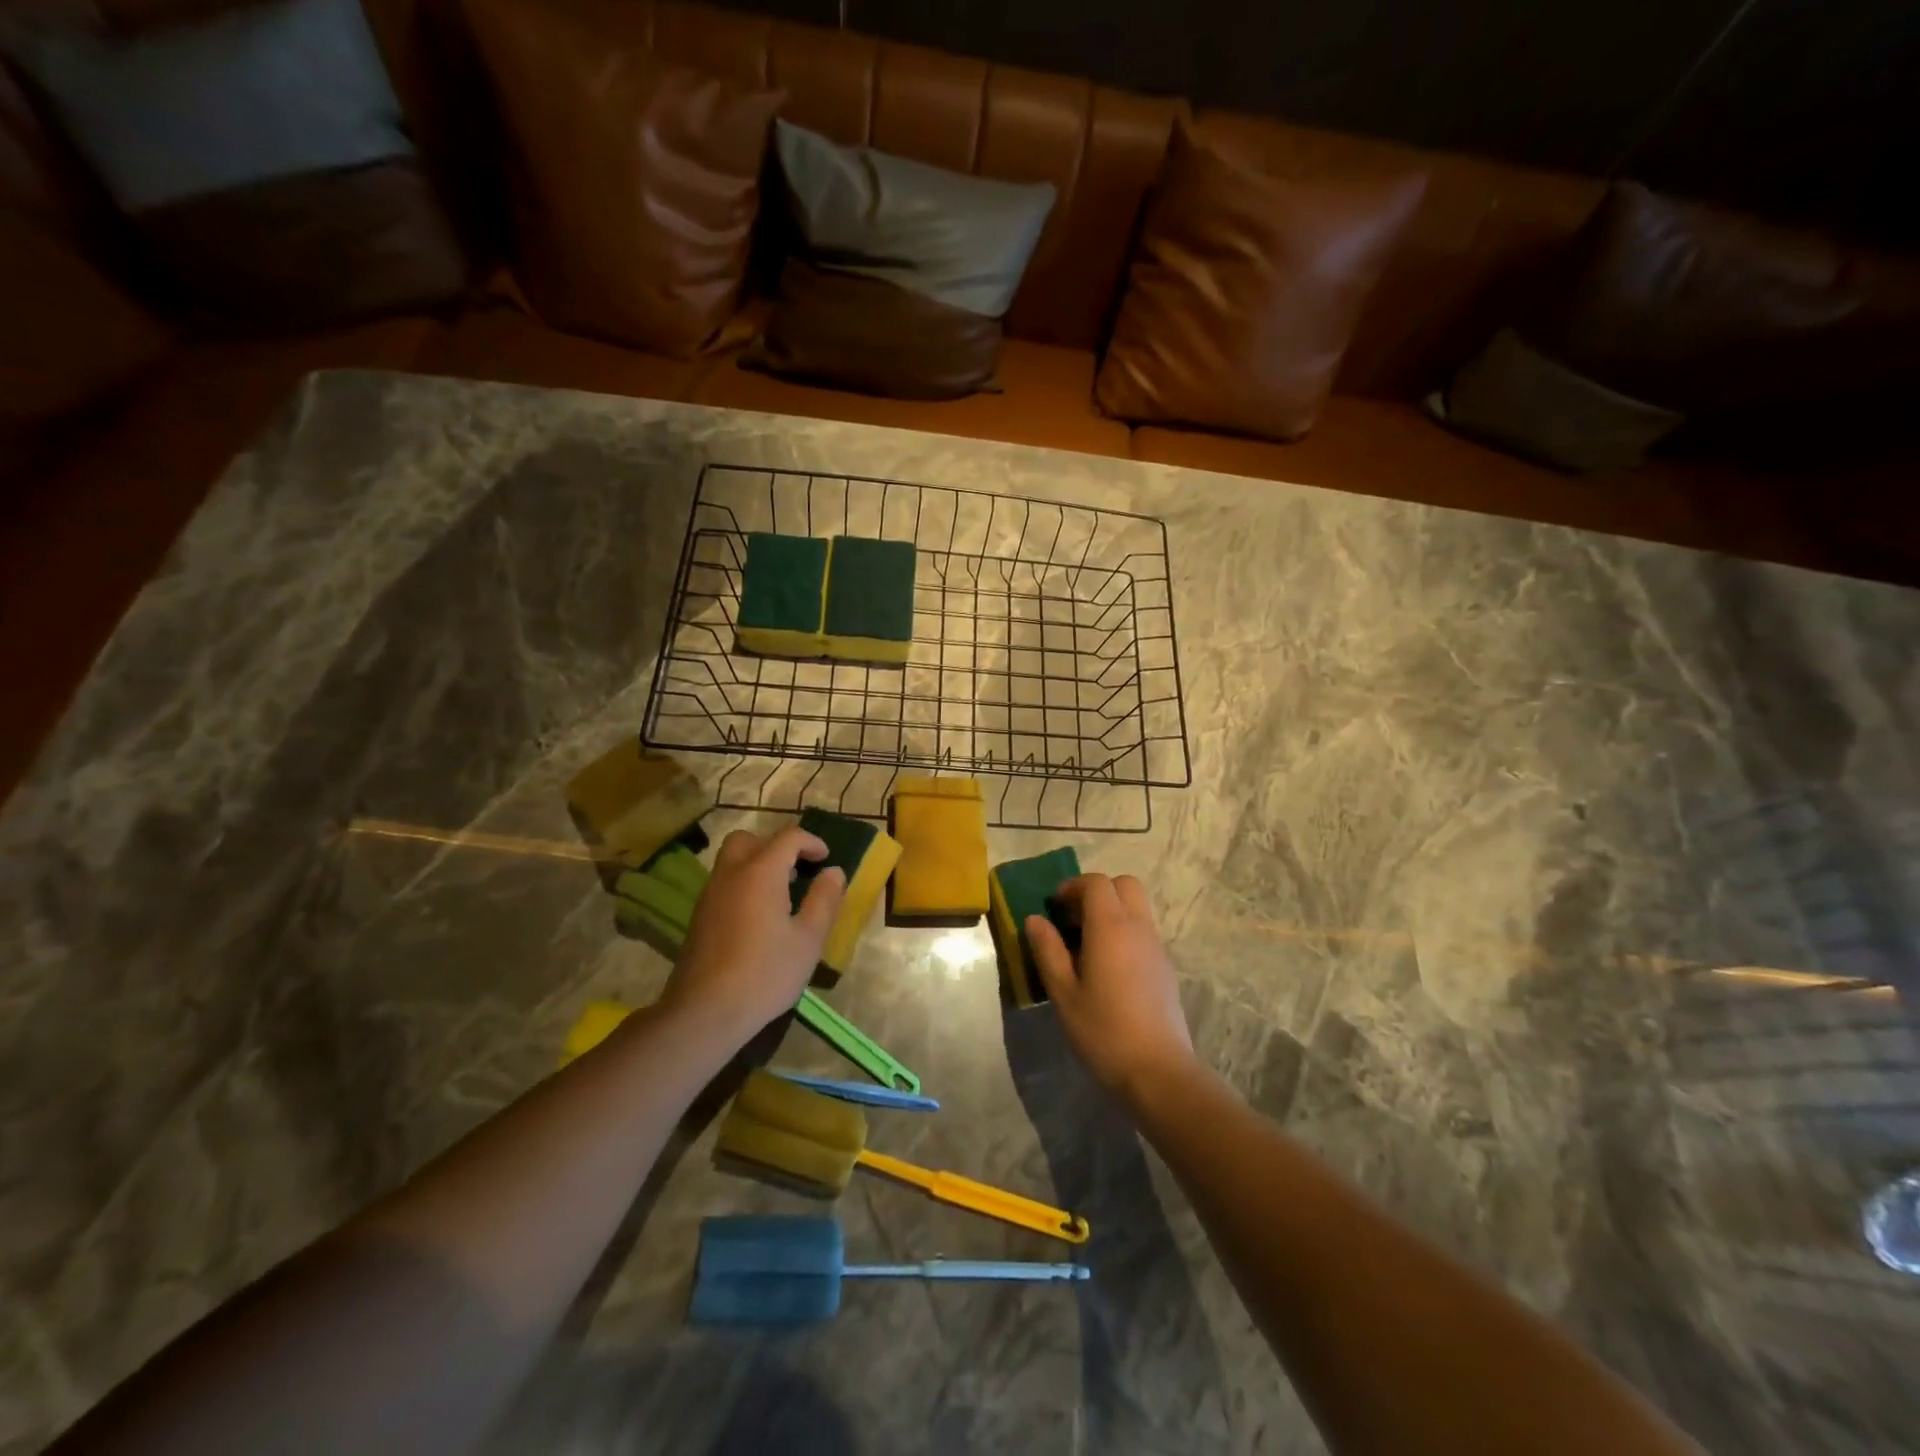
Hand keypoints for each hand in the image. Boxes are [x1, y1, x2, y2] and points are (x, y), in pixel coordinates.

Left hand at [664, 827, 844, 1042]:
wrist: (704, 1012)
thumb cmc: (765, 973)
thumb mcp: (808, 939)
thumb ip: (824, 899)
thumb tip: (833, 871)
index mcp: (761, 872)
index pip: (789, 837)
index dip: (812, 842)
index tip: (827, 860)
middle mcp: (732, 873)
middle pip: (751, 839)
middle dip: (777, 846)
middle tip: (797, 869)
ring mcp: (710, 894)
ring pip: (733, 859)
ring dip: (758, 863)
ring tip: (782, 893)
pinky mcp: (699, 915)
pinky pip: (724, 882)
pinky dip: (744, 882)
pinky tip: (759, 916)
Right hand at [1026, 874, 1194, 1102]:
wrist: (1158, 1071)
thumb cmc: (1103, 1031)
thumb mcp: (1064, 993)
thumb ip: (1048, 951)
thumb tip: (1035, 920)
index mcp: (1111, 927)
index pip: (1096, 883)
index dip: (1073, 886)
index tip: (1054, 907)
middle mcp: (1138, 928)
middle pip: (1124, 885)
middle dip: (1097, 891)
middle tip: (1073, 918)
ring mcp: (1156, 947)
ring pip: (1137, 907)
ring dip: (1112, 910)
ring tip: (1086, 944)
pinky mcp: (1165, 967)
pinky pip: (1143, 930)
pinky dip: (1124, 931)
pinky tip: (1107, 967)